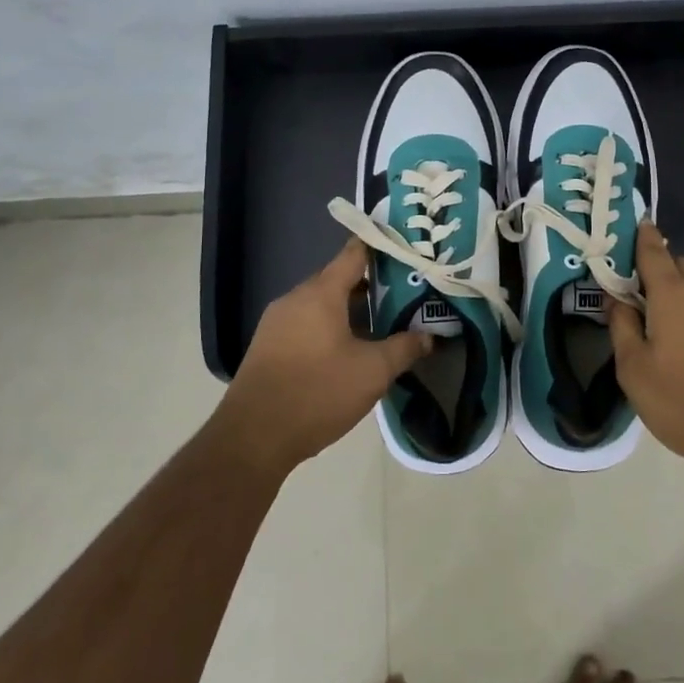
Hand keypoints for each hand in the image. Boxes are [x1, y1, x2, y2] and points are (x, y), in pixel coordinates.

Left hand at [216, 238, 432, 474]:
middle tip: (406, 294)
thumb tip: (429, 336)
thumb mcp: (372, 372)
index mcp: (320, 293)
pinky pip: (306, 324)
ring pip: (322, 305)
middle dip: (372, 285)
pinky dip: (330, 328)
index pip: (354, 253)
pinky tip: (349, 351)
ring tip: (384, 324)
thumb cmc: (318, 392)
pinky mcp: (269, 346)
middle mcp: (295, 298)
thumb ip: (404, 348)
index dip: (380, 247)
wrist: (254, 436)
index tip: (405, 246)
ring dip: (351, 311)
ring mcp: (277, 322)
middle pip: (338, 279)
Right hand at [609, 222, 683, 489]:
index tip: (635, 227)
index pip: (654, 251)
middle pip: (683, 266)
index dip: (642, 237)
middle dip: (664, 273)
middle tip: (648, 302)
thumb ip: (621, 327)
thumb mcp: (635, 372)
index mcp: (674, 295)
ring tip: (678, 334)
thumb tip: (615, 299)